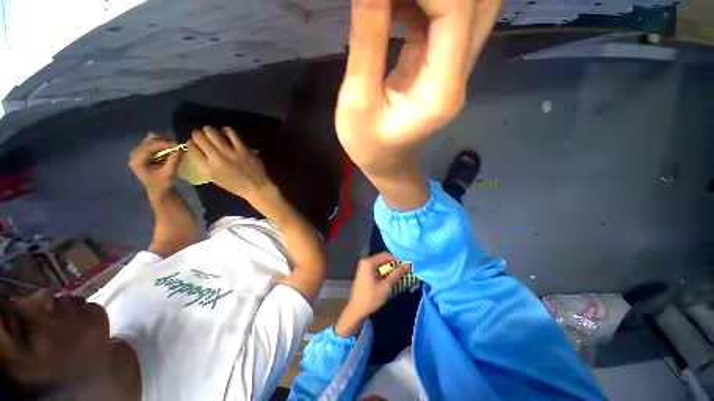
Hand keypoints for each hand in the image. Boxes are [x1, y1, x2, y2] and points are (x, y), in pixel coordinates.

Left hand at [129, 133, 182, 194]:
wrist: (158, 190)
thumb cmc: (163, 184)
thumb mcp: (169, 174)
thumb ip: (174, 161)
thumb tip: (181, 149)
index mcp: (137, 161)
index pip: (149, 147)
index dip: (163, 144)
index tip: (177, 144)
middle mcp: (135, 154)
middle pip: (148, 141)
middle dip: (164, 141)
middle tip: (178, 144)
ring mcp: (138, 152)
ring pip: (150, 140)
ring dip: (163, 141)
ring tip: (175, 145)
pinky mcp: (144, 152)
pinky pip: (152, 143)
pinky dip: (162, 143)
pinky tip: (170, 146)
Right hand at [188, 126, 273, 202]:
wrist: (257, 186)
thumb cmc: (236, 185)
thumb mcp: (215, 178)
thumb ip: (205, 165)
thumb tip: (199, 151)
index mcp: (208, 168)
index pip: (192, 148)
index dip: (190, 143)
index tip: (193, 142)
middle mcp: (217, 158)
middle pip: (199, 137)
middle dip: (198, 134)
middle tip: (202, 135)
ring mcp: (231, 152)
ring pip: (213, 132)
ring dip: (210, 130)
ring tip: (213, 133)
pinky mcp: (243, 148)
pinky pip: (231, 133)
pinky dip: (226, 131)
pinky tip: (227, 133)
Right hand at [336, 0, 501, 172]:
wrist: (387, 163)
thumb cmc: (369, 146)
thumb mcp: (358, 101)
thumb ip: (367, 41)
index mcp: (442, 89)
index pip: (455, 10)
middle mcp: (460, 74)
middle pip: (477, 4)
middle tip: (390, 1)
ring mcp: (455, 69)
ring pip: (469, 7)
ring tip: (390, 5)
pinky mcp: (441, 66)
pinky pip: (446, 19)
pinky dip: (424, 2)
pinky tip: (394, 4)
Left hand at [346, 252, 410, 317]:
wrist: (356, 310)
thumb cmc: (371, 298)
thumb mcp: (386, 286)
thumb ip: (397, 274)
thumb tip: (407, 265)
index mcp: (369, 262)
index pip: (386, 255)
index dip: (397, 260)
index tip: (406, 267)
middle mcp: (365, 261)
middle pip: (383, 259)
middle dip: (393, 265)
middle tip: (404, 272)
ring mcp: (363, 266)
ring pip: (380, 264)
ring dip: (389, 269)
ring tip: (398, 276)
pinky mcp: (364, 272)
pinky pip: (376, 268)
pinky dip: (383, 272)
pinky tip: (389, 279)